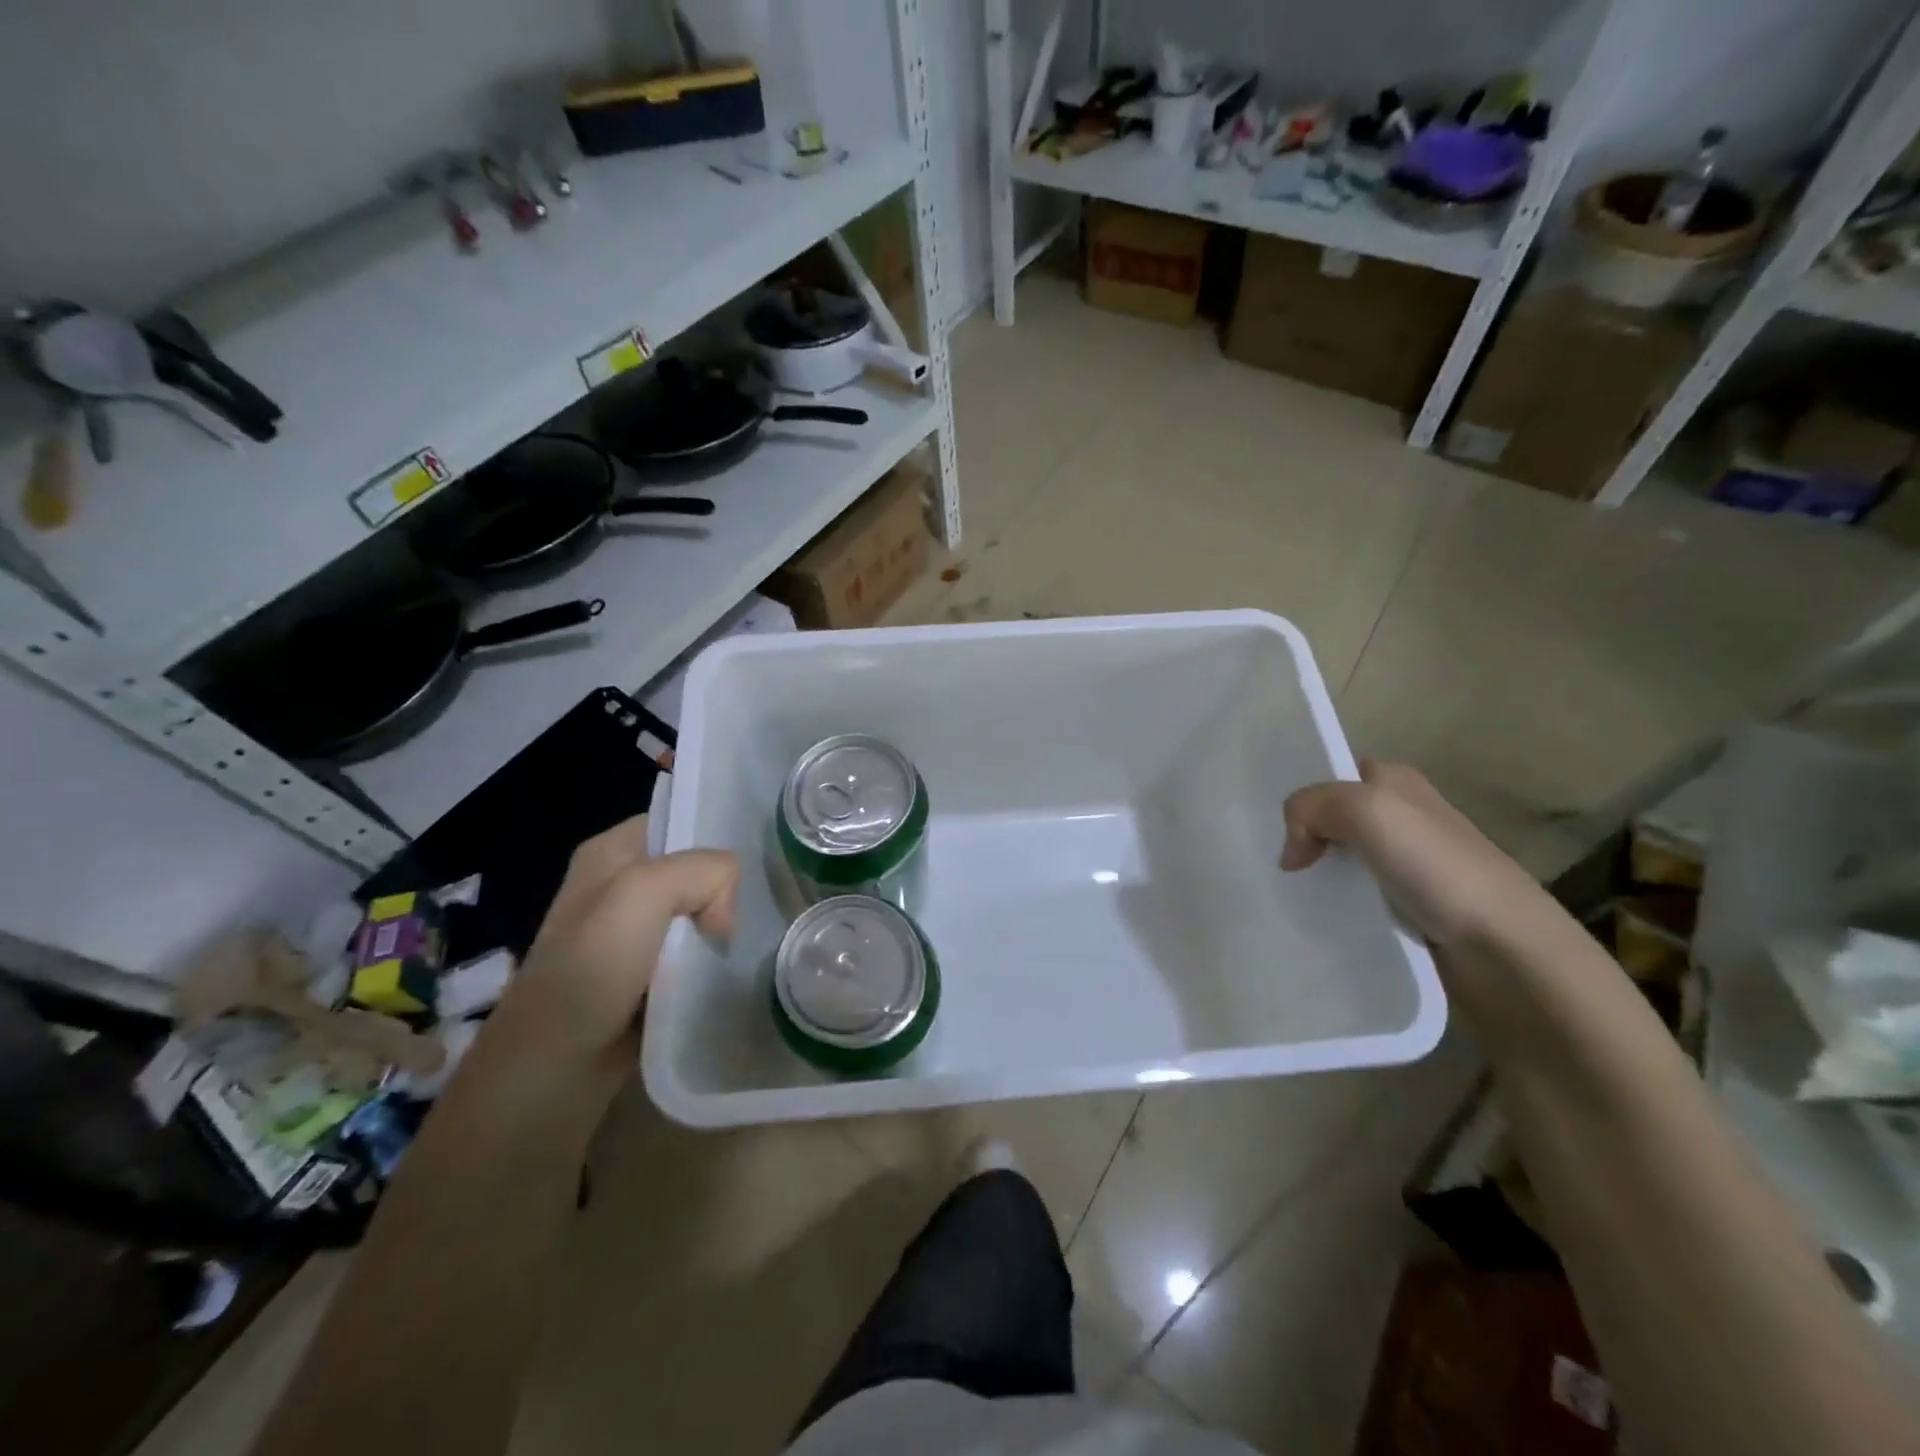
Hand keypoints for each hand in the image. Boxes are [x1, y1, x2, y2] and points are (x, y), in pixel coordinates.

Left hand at [499, 816, 737, 1102]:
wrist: (553, 1065)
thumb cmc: (592, 965)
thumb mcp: (646, 891)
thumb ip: (704, 871)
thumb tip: (725, 914)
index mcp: (610, 853)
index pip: (676, 820)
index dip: (711, 837)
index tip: (739, 871)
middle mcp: (618, 887)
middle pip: (692, 869)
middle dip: (721, 889)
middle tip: (737, 917)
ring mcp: (630, 936)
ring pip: (695, 913)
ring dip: (718, 929)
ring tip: (739, 944)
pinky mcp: (643, 977)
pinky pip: (690, 954)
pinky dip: (709, 961)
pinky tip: (725, 970)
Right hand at [1281, 759, 1550, 951]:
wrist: (1502, 948)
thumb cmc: (1436, 866)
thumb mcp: (1365, 810)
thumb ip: (1310, 808)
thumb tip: (1291, 854)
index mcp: (1396, 782)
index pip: (1332, 775)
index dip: (1302, 793)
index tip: (1265, 820)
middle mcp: (1400, 818)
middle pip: (1330, 819)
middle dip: (1299, 835)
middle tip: (1267, 859)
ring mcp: (1403, 866)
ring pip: (1337, 861)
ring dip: (1312, 875)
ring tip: (1280, 891)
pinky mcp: (1404, 909)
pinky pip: (1351, 898)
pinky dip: (1330, 906)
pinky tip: (1311, 916)